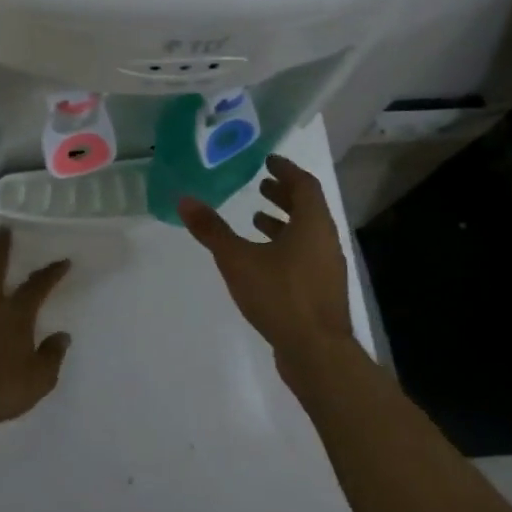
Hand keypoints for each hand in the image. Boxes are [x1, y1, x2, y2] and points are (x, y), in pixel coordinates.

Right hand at [179, 155, 354, 370]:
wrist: (316, 351)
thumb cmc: (280, 296)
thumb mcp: (238, 260)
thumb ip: (212, 230)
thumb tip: (184, 200)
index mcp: (313, 224)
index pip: (305, 184)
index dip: (287, 170)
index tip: (268, 160)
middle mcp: (325, 240)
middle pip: (308, 208)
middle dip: (284, 194)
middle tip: (261, 185)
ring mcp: (327, 267)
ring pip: (307, 233)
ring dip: (283, 222)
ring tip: (255, 218)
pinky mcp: (322, 290)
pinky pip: (305, 255)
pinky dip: (285, 246)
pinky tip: (263, 260)